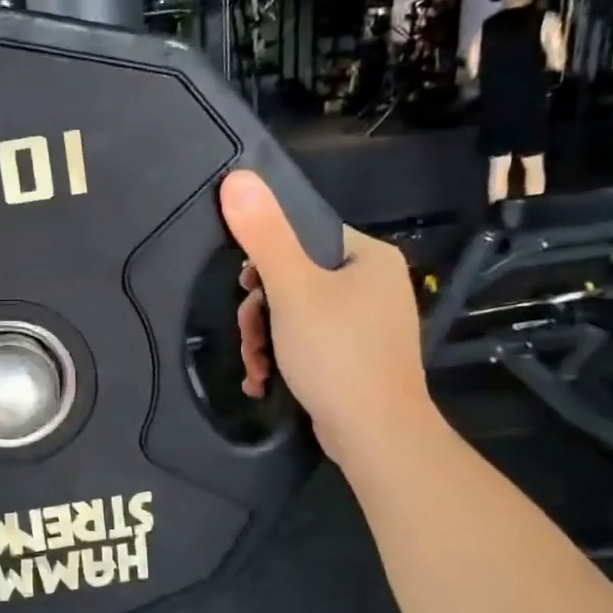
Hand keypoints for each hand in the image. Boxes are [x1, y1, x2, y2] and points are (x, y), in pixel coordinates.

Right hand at [220, 170, 434, 464]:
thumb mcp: (293, 290)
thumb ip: (264, 235)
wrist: (376, 435)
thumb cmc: (337, 354)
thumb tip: (237, 177)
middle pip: (295, 279)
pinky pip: (309, 342)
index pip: (304, 237)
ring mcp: (367, 324)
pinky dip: (283, 358)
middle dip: (261, 312)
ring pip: (296, 315)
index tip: (245, 289)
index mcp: (368, 257)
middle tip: (250, 337)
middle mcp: (374, 284)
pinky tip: (265, 379)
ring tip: (256, 367)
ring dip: (265, 340)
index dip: (266, 261)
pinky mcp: (357, 357)